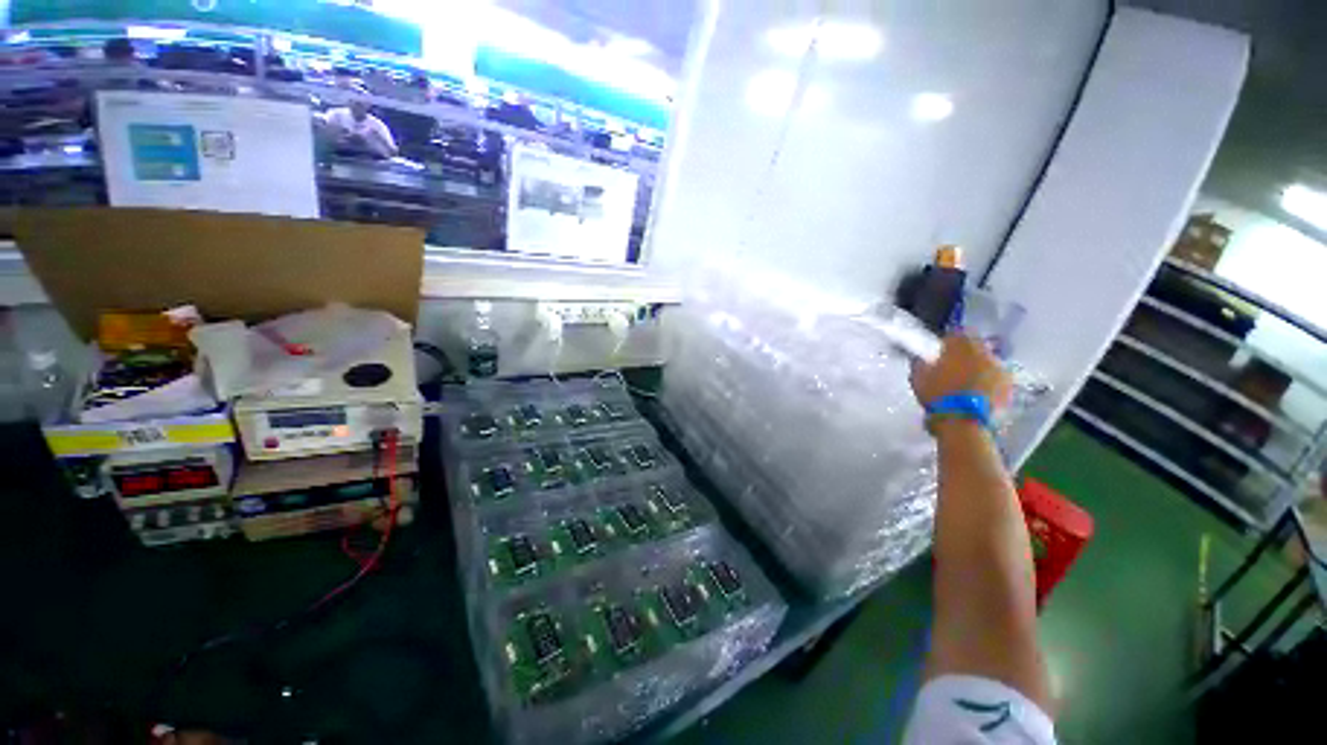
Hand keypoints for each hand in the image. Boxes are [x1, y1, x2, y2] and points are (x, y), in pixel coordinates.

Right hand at [911, 334, 1011, 411]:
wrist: (964, 422)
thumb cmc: (938, 395)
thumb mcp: (918, 377)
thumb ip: (920, 363)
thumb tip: (921, 358)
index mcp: (963, 346)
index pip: (958, 332)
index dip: (949, 341)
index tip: (941, 351)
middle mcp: (987, 353)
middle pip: (977, 348)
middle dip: (967, 356)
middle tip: (953, 369)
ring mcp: (1002, 371)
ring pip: (988, 364)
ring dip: (979, 370)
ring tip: (965, 385)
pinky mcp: (1010, 388)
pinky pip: (997, 381)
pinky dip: (988, 385)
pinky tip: (976, 396)